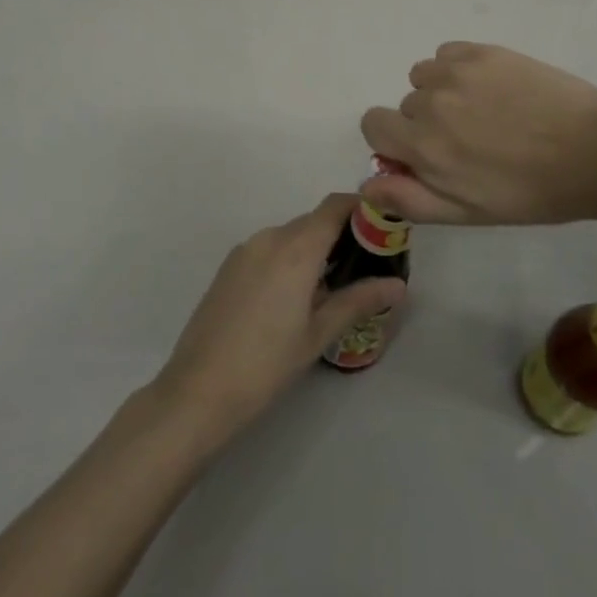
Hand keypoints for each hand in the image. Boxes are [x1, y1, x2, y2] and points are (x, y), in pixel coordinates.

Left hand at [151, 195, 406, 446]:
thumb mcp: (318, 334)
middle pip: (314, 221)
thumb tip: (398, 285)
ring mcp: (245, 250)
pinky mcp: (229, 267)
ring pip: (290, 236)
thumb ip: (358, 301)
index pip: (335, 206)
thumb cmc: (266, 364)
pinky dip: (289, 259)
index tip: (382, 228)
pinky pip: (269, 249)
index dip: (361, 208)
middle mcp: (269, 237)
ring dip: (314, 249)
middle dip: (342, 235)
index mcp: (296, 248)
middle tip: (366, 266)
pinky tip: (294, 297)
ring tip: (333, 287)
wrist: (197, 390)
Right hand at [359, 42, 596, 225]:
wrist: (596, 150)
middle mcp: (430, 102)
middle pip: (405, 105)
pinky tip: (492, 87)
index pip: (373, 124)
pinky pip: (447, 54)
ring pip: (424, 76)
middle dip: (426, 122)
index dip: (394, 140)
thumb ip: (410, 199)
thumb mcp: (468, 213)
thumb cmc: (532, 192)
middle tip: (471, 140)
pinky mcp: (483, 51)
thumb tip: (368, 184)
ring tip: (483, 111)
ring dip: (441, 92)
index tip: (426, 153)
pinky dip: (458, 69)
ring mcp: (457, 71)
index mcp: (422, 145)